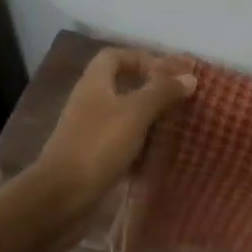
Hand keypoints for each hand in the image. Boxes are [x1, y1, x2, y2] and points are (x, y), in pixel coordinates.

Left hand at [36, 48, 196, 214]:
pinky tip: (156, 151)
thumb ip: (162, 92)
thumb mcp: (136, 113)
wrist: (62, 195)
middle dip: (149, 87)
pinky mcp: (91, 154)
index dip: (142, 58)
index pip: (115, 56)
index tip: (169, 73)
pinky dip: (138, 141)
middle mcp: (89, 101)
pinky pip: (119, 139)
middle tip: (177, 97)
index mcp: (95, 83)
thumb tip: (189, 77)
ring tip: (174, 123)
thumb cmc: (99, 145)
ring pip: (121, 113)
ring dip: (146, 115)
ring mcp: (88, 129)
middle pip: (119, 83)